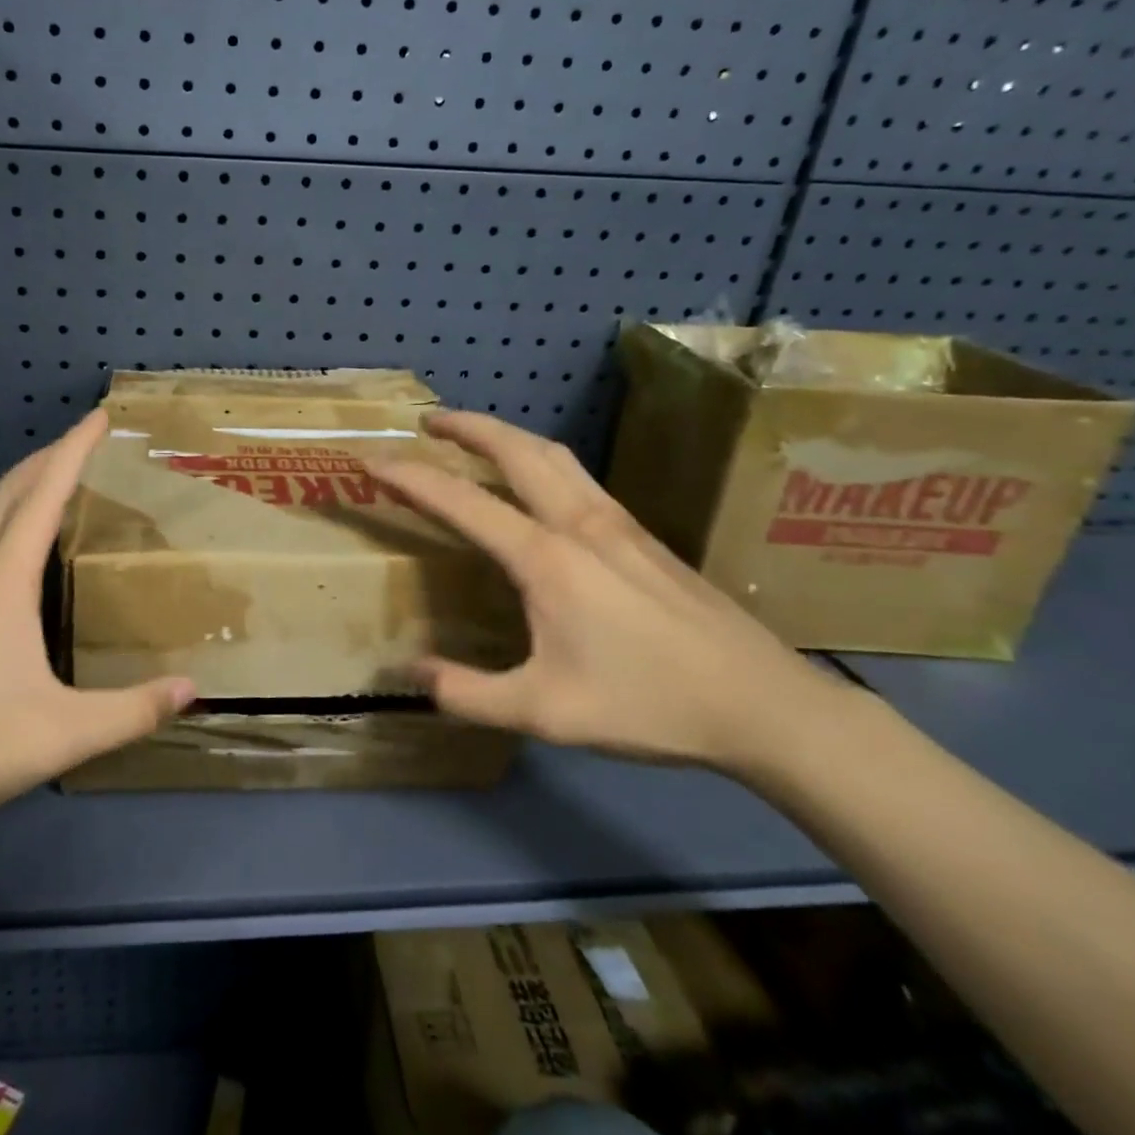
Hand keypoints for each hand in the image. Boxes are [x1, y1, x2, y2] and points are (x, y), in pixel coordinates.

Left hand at [0, 410, 194, 852]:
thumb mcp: (64, 734)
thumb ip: (132, 712)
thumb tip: (192, 688)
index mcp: (1, 584)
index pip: (43, 497)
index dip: (73, 451)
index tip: (98, 417)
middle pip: (9, 494)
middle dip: (47, 458)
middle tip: (85, 442)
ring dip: (23, 488)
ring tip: (57, 484)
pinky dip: (6, 524)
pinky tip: (17, 555)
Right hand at [366, 411, 850, 774]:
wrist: (762, 703)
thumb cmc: (647, 704)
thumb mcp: (544, 712)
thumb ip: (467, 693)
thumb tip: (410, 672)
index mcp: (546, 558)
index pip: (461, 501)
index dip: (410, 478)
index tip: (372, 461)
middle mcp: (578, 523)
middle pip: (516, 449)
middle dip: (467, 427)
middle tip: (429, 422)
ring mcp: (617, 522)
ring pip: (554, 454)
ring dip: (507, 435)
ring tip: (476, 438)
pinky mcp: (643, 534)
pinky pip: (578, 476)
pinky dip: (540, 459)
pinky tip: (539, 485)